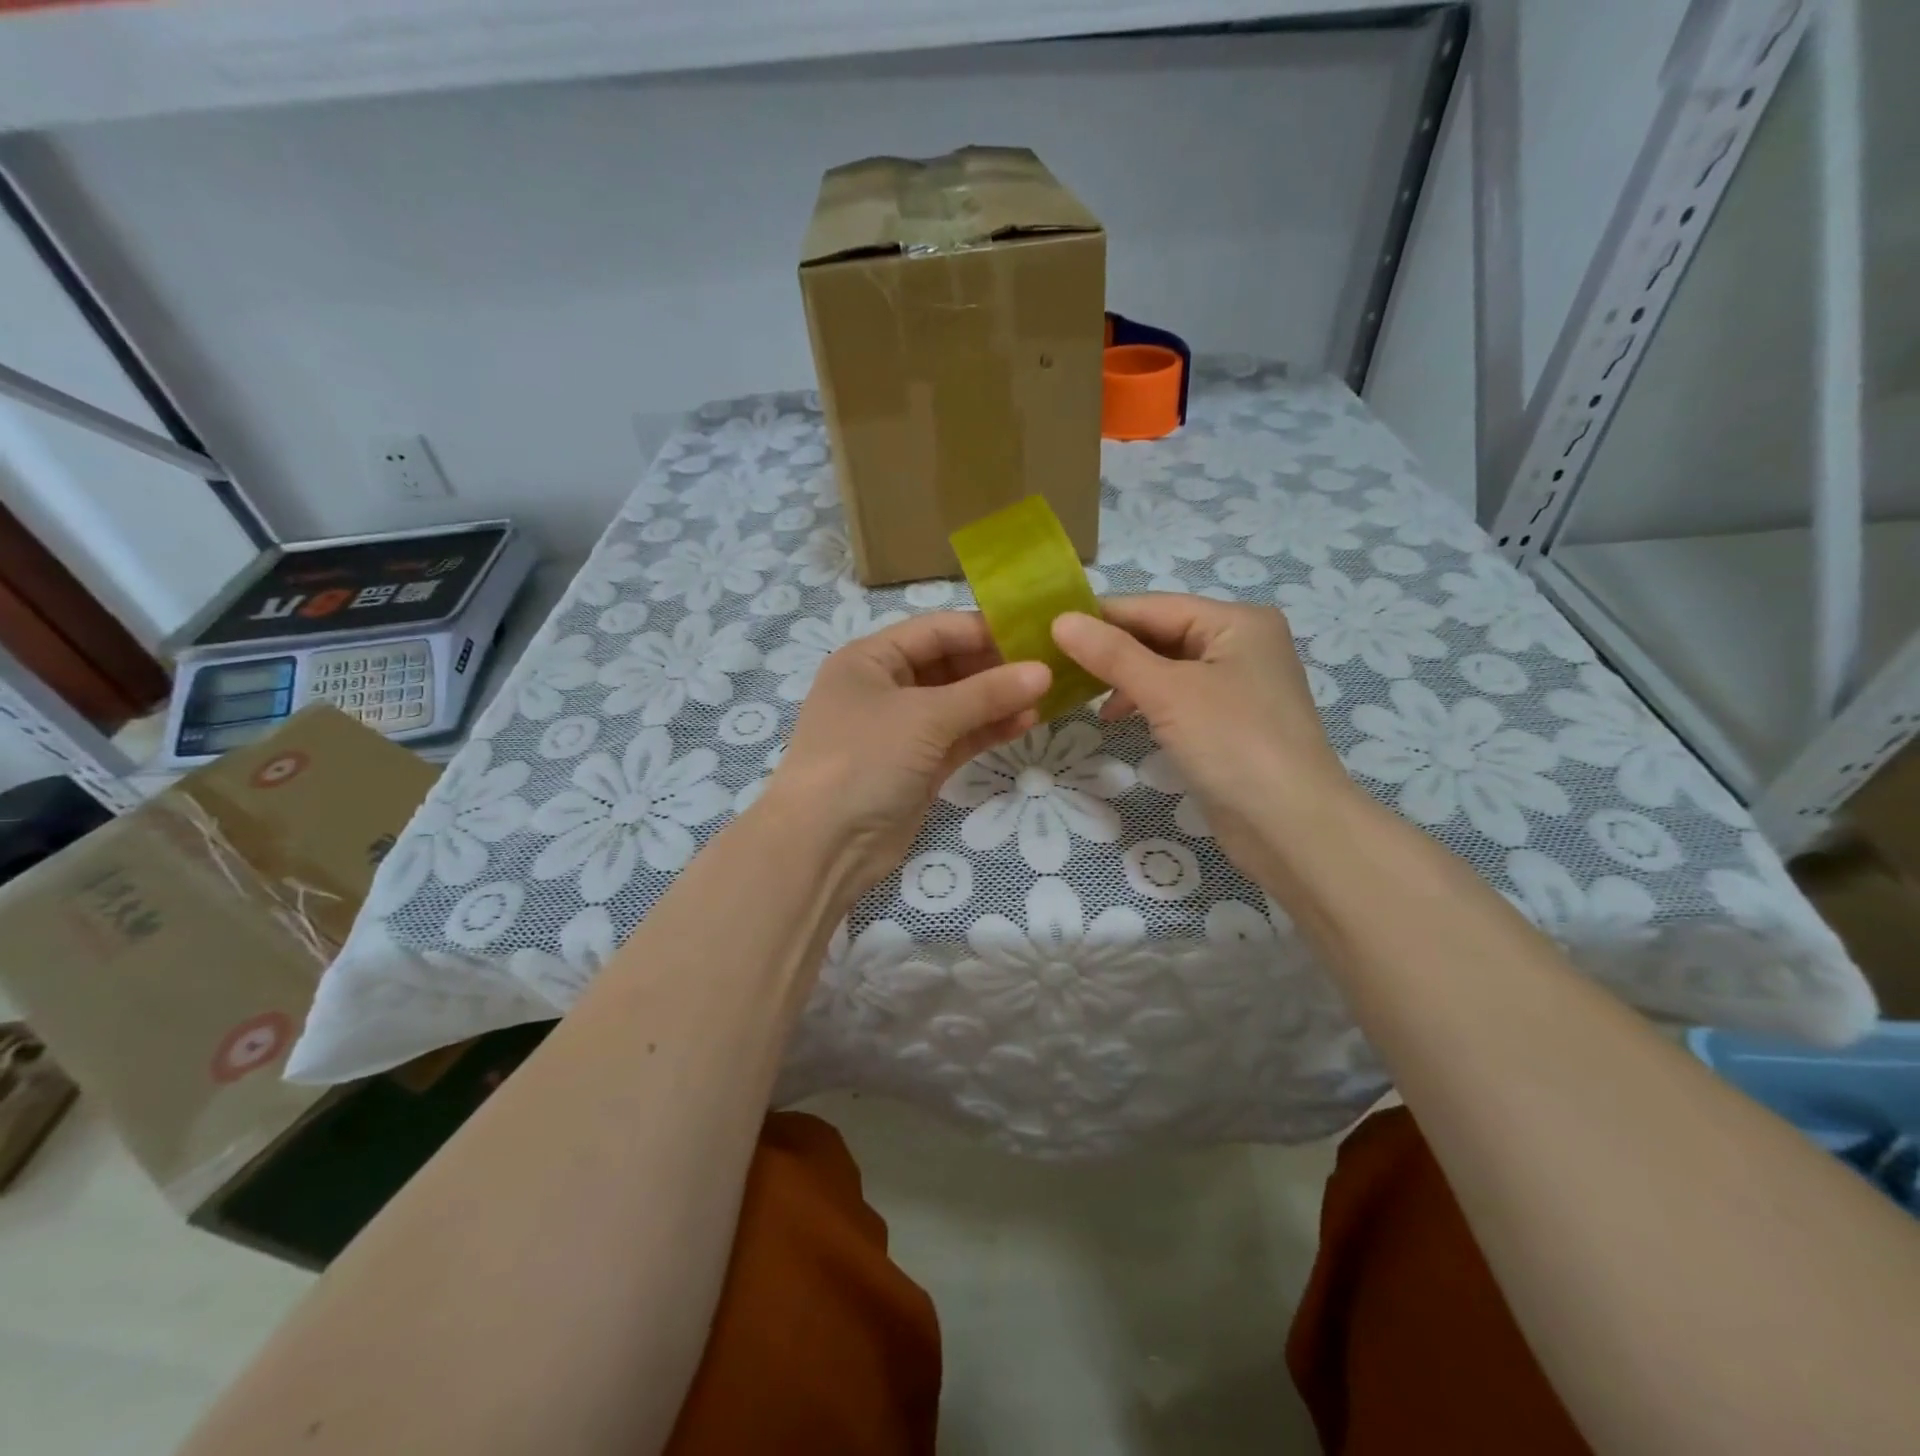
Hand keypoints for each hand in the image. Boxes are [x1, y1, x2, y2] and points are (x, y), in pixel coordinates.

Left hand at [760, 612, 1049, 896]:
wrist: (824, 845)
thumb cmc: (865, 759)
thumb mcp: (925, 717)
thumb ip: (986, 693)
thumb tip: (1044, 671)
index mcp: (870, 658)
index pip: (935, 630)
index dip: (983, 630)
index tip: (1035, 634)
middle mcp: (883, 687)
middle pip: (948, 665)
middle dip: (995, 667)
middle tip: (1048, 666)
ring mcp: (900, 730)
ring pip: (957, 705)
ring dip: (997, 701)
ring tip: (1047, 696)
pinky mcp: (916, 766)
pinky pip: (958, 738)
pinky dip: (987, 730)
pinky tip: (1026, 723)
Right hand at [1052, 595, 1355, 868]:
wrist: (1290, 826)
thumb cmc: (1232, 743)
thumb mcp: (1167, 692)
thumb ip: (1113, 654)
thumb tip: (1061, 620)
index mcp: (1236, 621)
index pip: (1154, 606)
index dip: (1101, 617)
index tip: (1048, 628)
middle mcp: (1241, 644)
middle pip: (1161, 634)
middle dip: (1112, 649)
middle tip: (1056, 663)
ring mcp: (1237, 685)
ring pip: (1166, 667)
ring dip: (1125, 677)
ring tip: (1081, 693)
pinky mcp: (1229, 722)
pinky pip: (1177, 697)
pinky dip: (1145, 702)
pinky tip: (1117, 716)